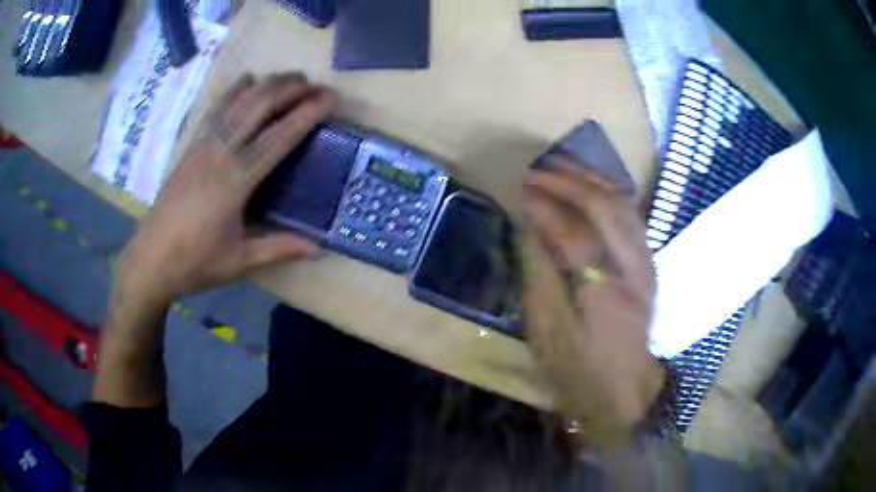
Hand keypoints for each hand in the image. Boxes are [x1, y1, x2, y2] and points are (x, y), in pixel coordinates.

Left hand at [116, 73, 335, 302]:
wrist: (150, 260)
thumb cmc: (194, 262)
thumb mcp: (239, 261)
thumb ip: (279, 249)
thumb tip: (319, 249)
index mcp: (236, 181)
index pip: (279, 137)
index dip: (307, 114)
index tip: (330, 98)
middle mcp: (220, 153)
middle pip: (259, 107)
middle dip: (290, 89)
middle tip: (316, 85)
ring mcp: (202, 146)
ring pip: (238, 102)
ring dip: (267, 84)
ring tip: (291, 78)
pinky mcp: (190, 147)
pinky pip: (215, 110)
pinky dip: (233, 91)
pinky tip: (246, 79)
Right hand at [522, 156, 664, 446]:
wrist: (621, 388)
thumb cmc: (577, 367)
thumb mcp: (546, 331)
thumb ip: (540, 275)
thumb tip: (531, 229)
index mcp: (602, 292)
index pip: (573, 232)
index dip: (545, 206)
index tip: (521, 189)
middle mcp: (631, 269)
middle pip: (605, 208)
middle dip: (569, 181)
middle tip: (539, 169)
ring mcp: (645, 264)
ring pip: (624, 205)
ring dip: (592, 180)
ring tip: (562, 166)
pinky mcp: (648, 264)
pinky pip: (633, 215)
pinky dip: (610, 193)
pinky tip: (591, 184)